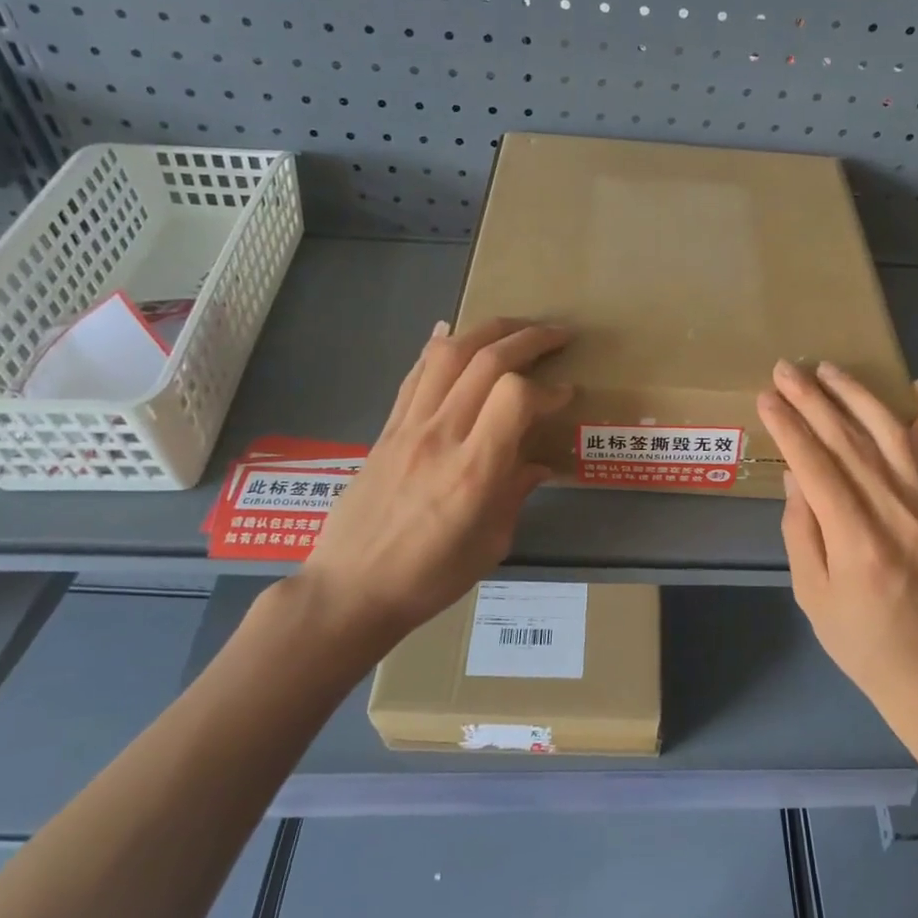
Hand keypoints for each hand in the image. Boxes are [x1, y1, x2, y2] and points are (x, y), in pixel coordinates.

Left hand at [297, 318, 570, 658]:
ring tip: (515, 327)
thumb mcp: (491, 545)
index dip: (548, 388)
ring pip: (448, 355)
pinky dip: (438, 347)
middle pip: (486, 361)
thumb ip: (516, 494)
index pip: (515, 397)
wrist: (350, 590)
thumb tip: (539, 464)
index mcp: (474, 471)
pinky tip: (452, 331)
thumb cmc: (429, 578)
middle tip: (558, 335)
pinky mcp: (387, 429)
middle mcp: (441, 436)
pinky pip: (415, 375)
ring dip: (487, 330)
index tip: (567, 395)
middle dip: (529, 338)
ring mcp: (408, 427)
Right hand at [757, 361, 917, 734]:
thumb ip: (801, 530)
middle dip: (813, 400)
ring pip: (887, 434)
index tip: (766, 396)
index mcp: (857, 540)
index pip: (816, 465)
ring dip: (856, 395)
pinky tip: (914, 386)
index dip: (789, 427)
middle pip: (848, 441)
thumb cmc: (860, 641)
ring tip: (828, 368)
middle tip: (785, 368)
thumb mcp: (812, 595)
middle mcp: (894, 511)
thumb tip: (796, 475)